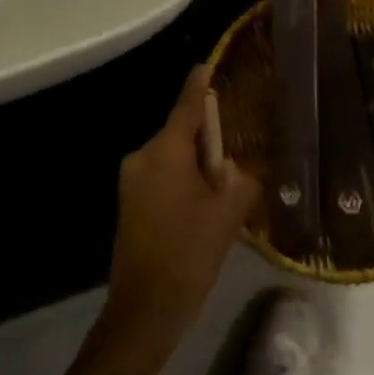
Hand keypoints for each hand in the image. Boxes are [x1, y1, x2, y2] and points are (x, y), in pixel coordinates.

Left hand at [105, 67, 260, 343]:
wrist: (144, 310)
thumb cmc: (188, 254)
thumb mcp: (227, 215)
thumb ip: (241, 180)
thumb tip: (242, 168)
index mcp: (164, 151)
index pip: (186, 106)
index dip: (199, 84)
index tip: (208, 63)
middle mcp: (143, 157)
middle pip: (181, 132)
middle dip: (210, 135)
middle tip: (241, 142)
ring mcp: (132, 181)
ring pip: (173, 157)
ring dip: (199, 163)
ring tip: (229, 179)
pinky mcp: (131, 203)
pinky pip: (164, 176)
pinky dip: (186, 179)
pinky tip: (207, 201)